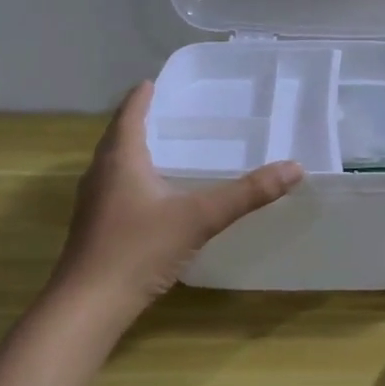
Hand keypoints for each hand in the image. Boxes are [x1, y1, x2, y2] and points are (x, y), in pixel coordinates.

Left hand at [51, 81, 302, 316]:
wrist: (90, 304)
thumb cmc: (139, 249)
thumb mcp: (199, 218)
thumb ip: (247, 194)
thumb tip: (294, 168)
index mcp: (121, 159)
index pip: (130, 114)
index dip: (143, 96)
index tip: (155, 82)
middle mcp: (101, 174)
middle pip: (118, 137)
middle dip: (140, 121)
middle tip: (170, 113)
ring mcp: (93, 203)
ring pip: (114, 165)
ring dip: (134, 152)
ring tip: (165, 149)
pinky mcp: (94, 228)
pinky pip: (115, 189)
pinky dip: (133, 180)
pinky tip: (154, 196)